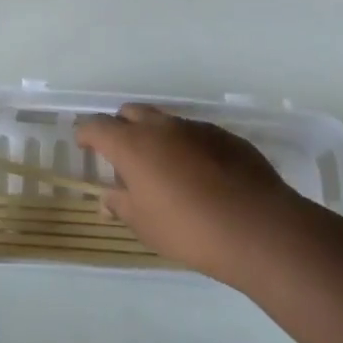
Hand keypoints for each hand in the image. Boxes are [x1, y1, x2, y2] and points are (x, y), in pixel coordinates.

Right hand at [75, 104, 299, 285]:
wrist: (257, 227)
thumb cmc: (189, 229)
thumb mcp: (145, 225)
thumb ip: (121, 205)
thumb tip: (108, 197)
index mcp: (133, 145)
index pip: (97, 127)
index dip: (87, 134)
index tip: (84, 145)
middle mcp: (161, 127)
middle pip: (130, 113)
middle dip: (121, 127)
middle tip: (122, 155)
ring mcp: (195, 128)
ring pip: (165, 121)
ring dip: (156, 137)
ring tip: (163, 168)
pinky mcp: (225, 136)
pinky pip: (195, 134)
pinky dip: (186, 147)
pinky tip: (199, 175)